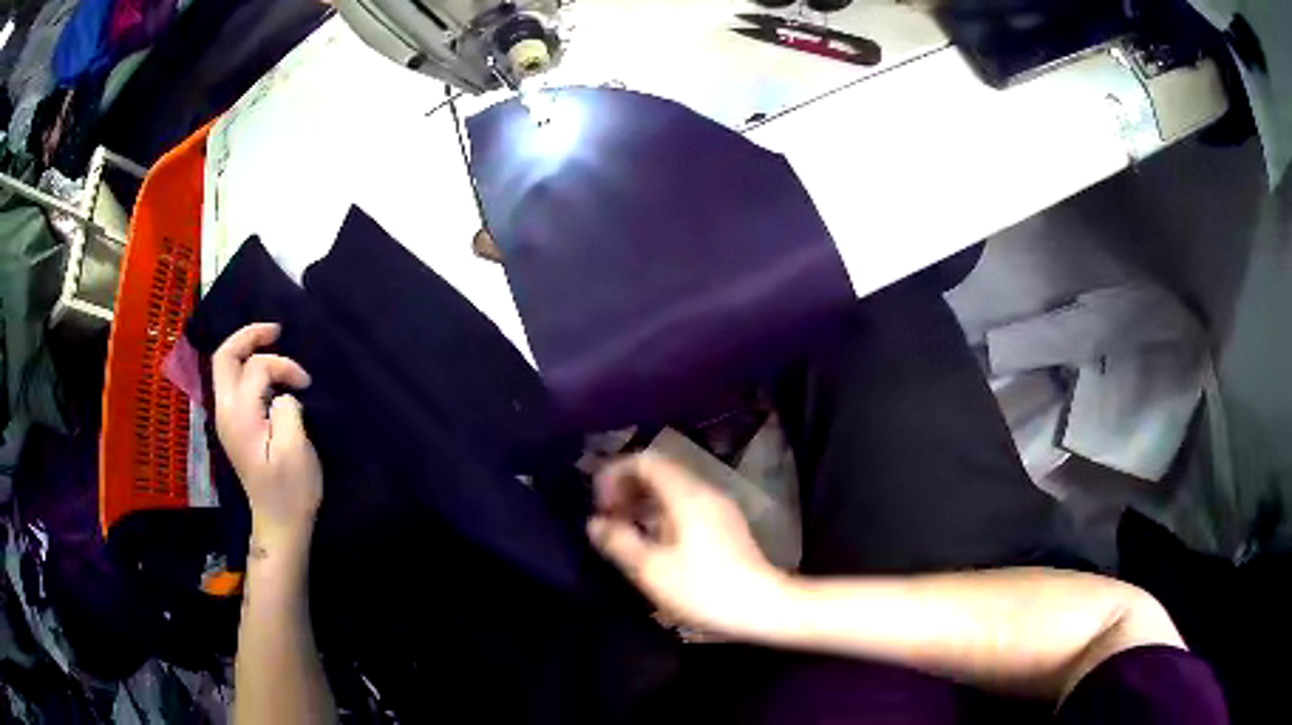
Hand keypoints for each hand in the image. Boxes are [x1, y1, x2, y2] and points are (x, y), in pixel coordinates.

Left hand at [213, 323, 321, 547]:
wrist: (279, 523)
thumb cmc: (291, 490)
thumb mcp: (295, 449)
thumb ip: (287, 408)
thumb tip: (283, 393)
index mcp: (239, 416)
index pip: (256, 368)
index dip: (284, 366)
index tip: (306, 384)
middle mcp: (225, 411)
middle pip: (224, 356)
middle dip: (249, 336)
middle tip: (276, 330)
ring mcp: (226, 418)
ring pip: (225, 366)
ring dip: (246, 349)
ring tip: (272, 343)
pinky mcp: (233, 425)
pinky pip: (232, 381)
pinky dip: (247, 366)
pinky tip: (266, 372)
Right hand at [587, 453, 790, 639]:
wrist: (764, 607)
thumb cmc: (704, 588)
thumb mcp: (651, 569)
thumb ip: (619, 542)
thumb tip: (595, 522)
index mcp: (686, 494)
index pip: (646, 461)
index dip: (615, 474)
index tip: (599, 504)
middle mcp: (705, 492)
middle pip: (660, 473)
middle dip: (628, 489)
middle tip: (607, 518)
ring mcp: (719, 508)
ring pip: (673, 491)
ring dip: (644, 504)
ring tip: (624, 532)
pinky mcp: (726, 527)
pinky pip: (686, 507)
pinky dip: (662, 516)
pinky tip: (654, 545)